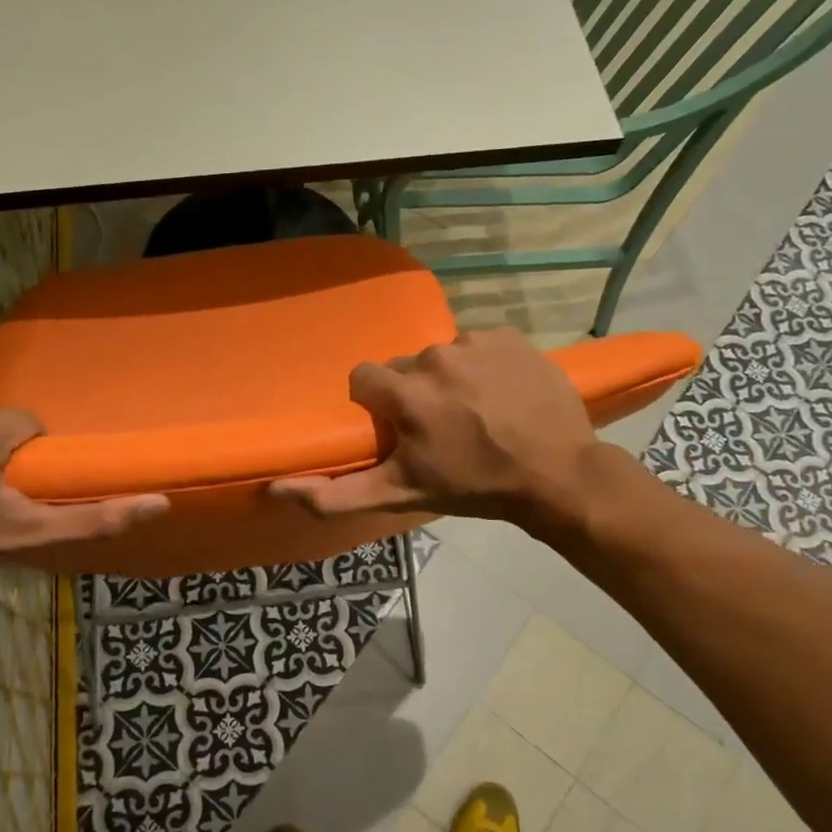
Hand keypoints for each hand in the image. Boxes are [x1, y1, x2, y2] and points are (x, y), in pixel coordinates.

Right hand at [269, 328, 602, 525]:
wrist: (556, 476)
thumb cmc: (473, 487)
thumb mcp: (400, 495)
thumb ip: (335, 495)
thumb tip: (275, 488)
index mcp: (405, 392)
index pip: (364, 379)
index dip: (377, 405)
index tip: (398, 429)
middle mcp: (435, 356)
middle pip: (405, 367)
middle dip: (414, 394)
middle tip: (441, 428)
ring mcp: (477, 342)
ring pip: (444, 356)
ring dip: (451, 380)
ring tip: (476, 413)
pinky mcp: (511, 336)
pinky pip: (481, 346)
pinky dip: (485, 366)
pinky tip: (502, 395)